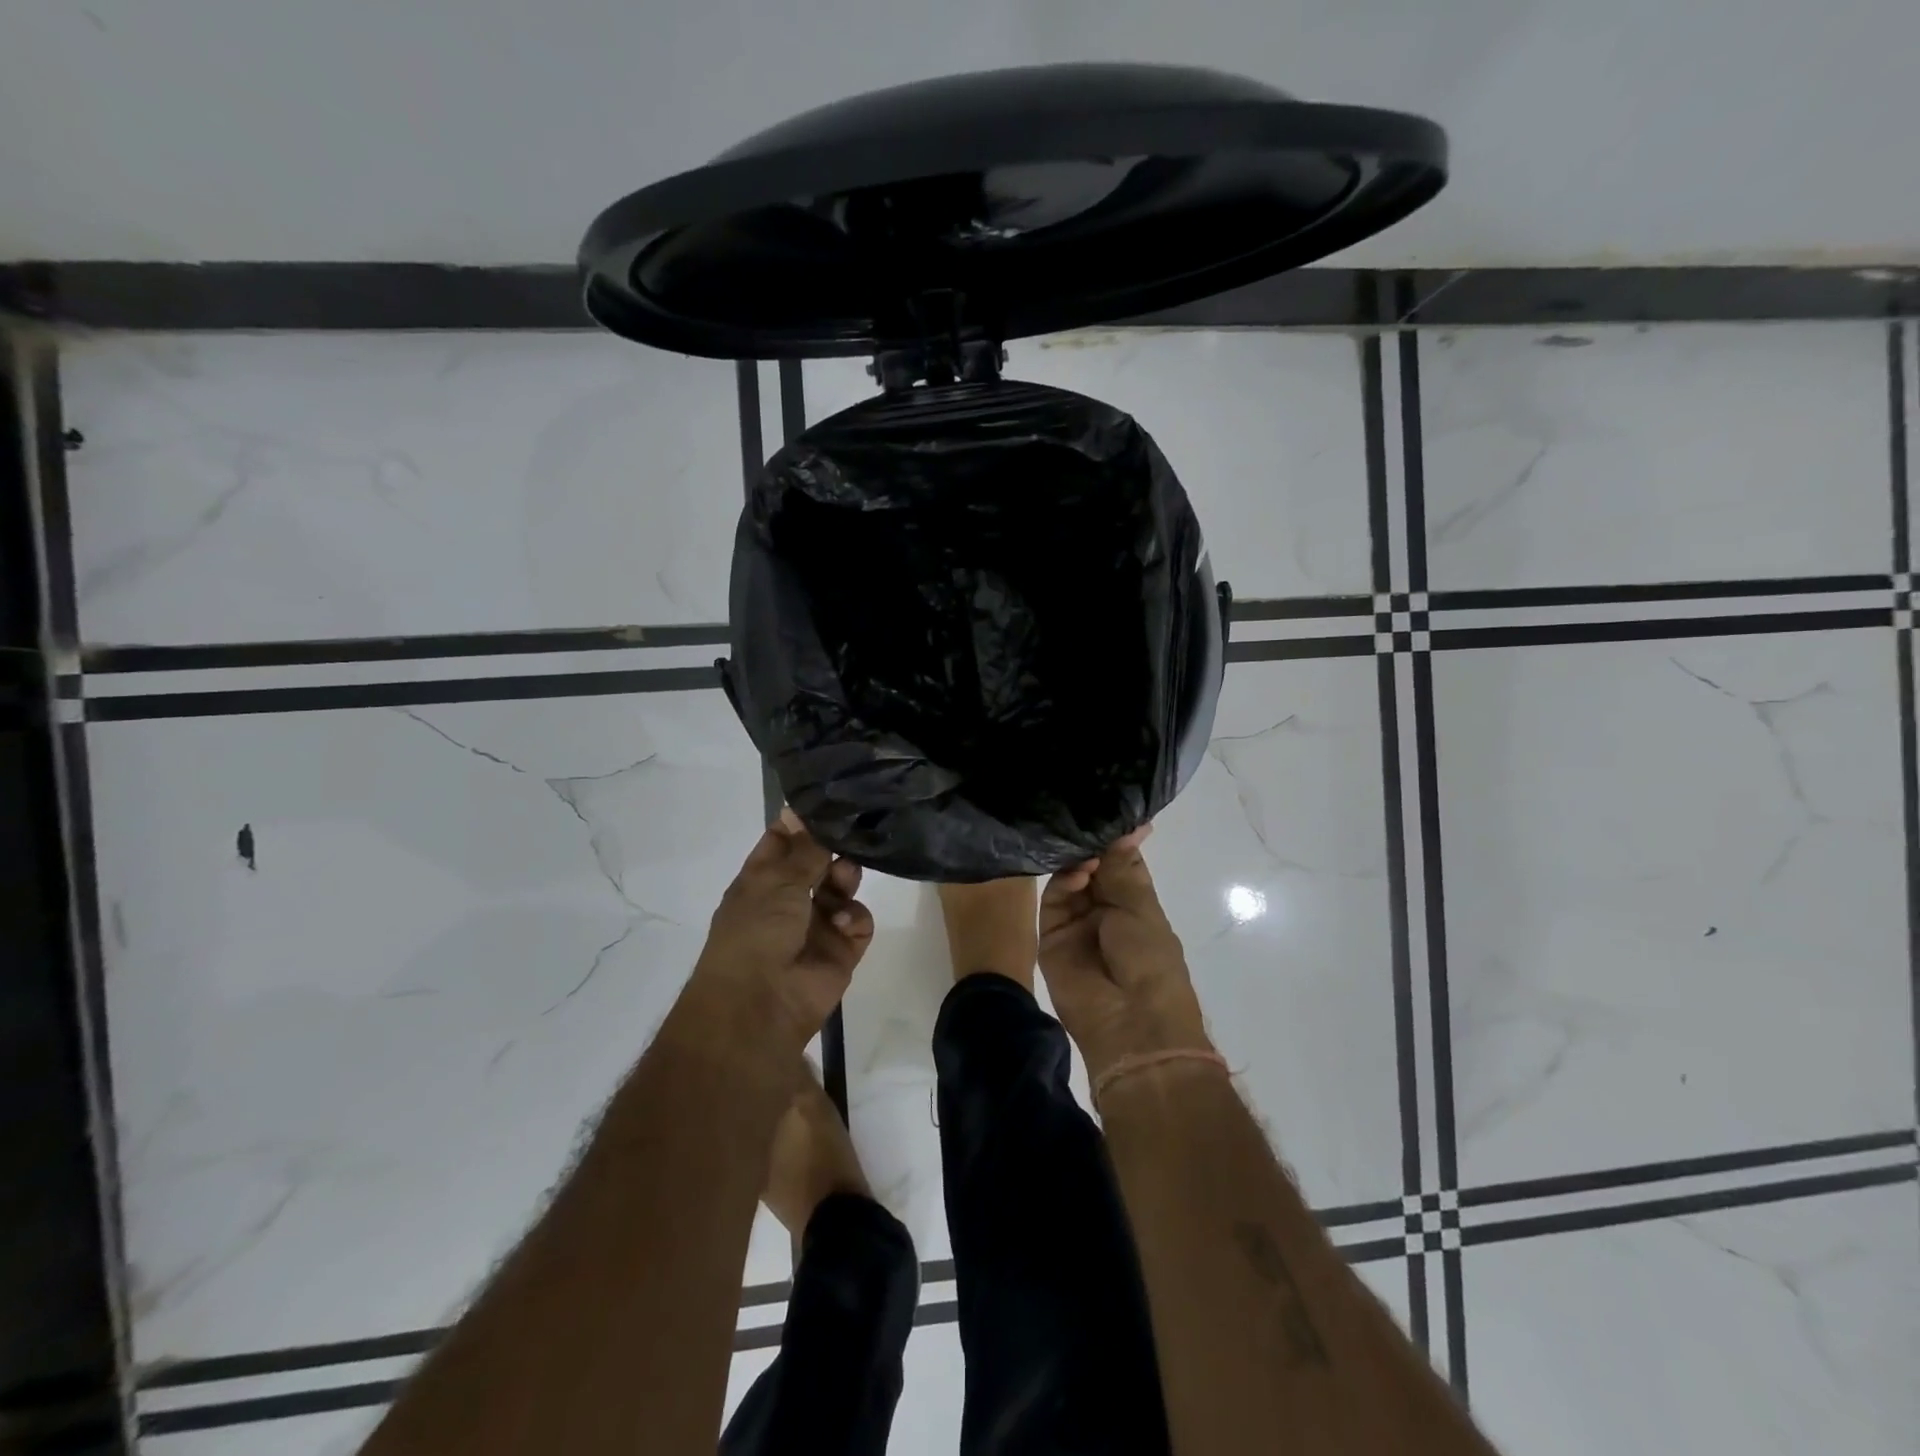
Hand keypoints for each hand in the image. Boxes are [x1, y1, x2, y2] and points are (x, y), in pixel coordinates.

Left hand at [689, 809, 873, 1051]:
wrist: (760, 1005)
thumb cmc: (756, 932)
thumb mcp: (776, 881)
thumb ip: (802, 849)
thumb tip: (801, 810)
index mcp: (761, 880)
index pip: (783, 840)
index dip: (802, 822)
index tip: (830, 800)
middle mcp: (789, 899)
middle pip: (819, 861)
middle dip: (833, 847)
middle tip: (849, 835)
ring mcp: (816, 924)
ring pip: (842, 886)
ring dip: (845, 877)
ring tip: (843, 879)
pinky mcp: (841, 950)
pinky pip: (858, 922)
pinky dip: (854, 918)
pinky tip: (842, 925)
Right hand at [1037, 826, 1212, 1080]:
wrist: (1130, 1024)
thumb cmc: (1151, 963)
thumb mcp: (1142, 909)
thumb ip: (1123, 868)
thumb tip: (1128, 827)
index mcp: (1135, 906)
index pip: (1121, 863)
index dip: (1118, 839)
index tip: (1113, 809)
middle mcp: (1103, 911)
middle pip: (1092, 868)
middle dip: (1093, 846)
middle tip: (1089, 820)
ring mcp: (1076, 923)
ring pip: (1070, 880)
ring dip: (1079, 862)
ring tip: (1086, 853)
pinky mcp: (1050, 935)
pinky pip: (1054, 900)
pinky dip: (1064, 882)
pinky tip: (1077, 872)